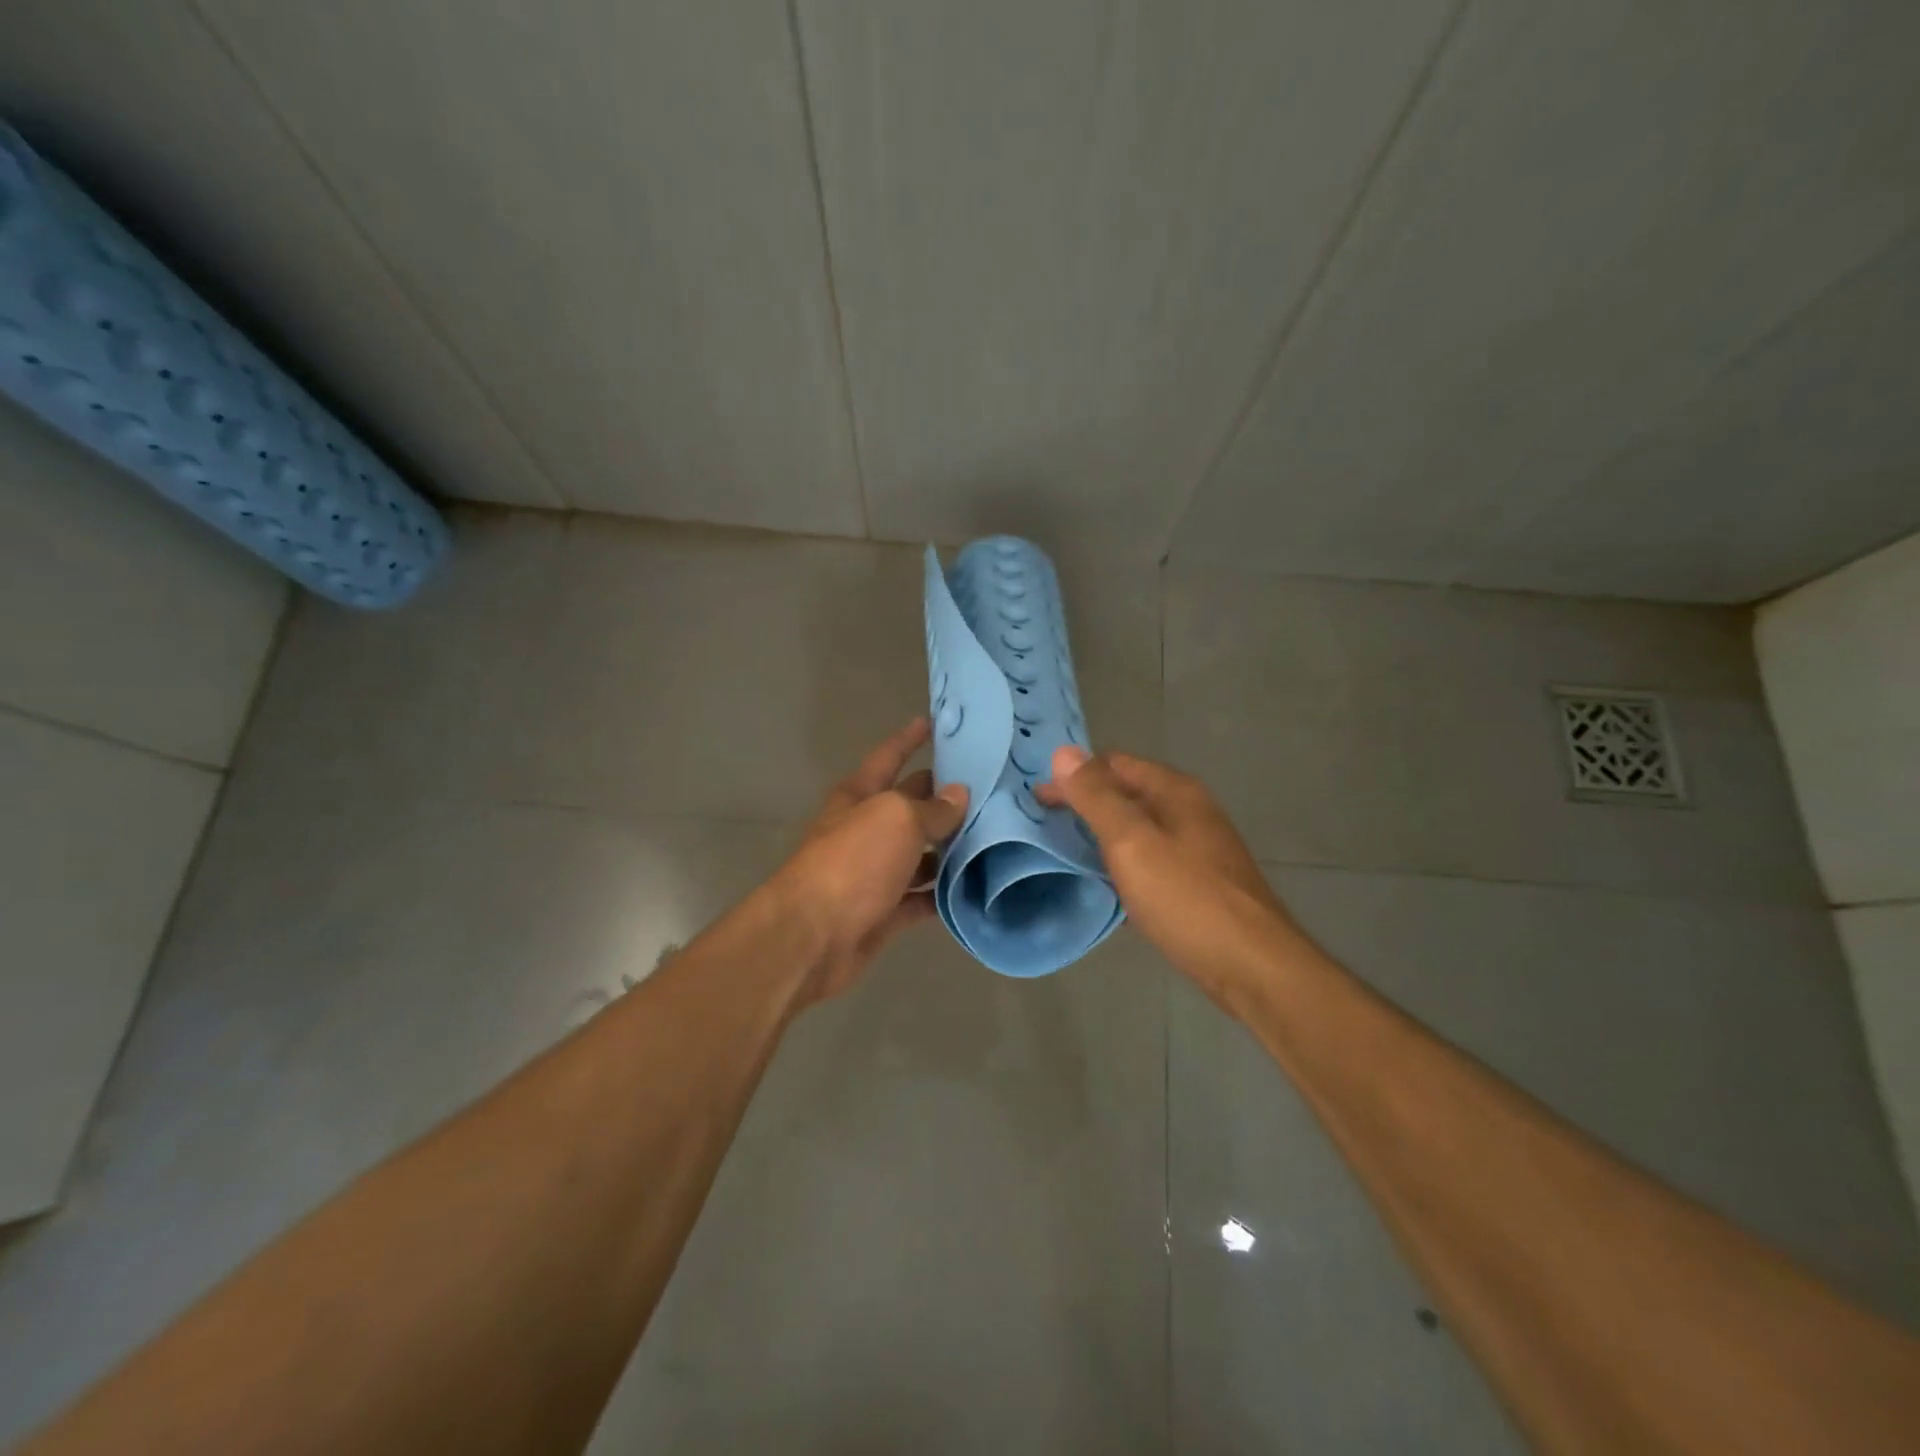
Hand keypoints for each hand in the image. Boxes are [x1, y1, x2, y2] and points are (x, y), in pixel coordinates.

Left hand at [772, 717, 968, 1003]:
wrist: (813, 937)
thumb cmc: (853, 862)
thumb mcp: (897, 820)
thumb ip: (932, 808)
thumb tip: (958, 794)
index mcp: (860, 796)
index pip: (888, 756)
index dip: (909, 738)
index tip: (932, 722)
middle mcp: (866, 829)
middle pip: (909, 806)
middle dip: (942, 796)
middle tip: (990, 788)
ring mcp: (873, 873)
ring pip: (919, 854)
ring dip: (950, 849)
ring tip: (996, 839)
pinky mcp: (883, 912)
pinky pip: (920, 898)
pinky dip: (943, 894)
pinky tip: (976, 887)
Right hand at [1036, 746, 1287, 1003]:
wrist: (1253, 966)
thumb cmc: (1188, 898)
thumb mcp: (1132, 842)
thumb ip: (1096, 797)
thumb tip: (1063, 752)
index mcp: (1175, 792)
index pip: (1114, 763)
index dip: (1074, 776)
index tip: (1037, 800)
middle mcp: (1189, 811)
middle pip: (1127, 794)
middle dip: (1085, 804)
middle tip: (1044, 826)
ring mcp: (1198, 848)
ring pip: (1138, 828)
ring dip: (1102, 834)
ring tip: (1066, 852)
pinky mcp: (1199, 883)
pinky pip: (1150, 859)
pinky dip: (1122, 862)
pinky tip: (1107, 884)